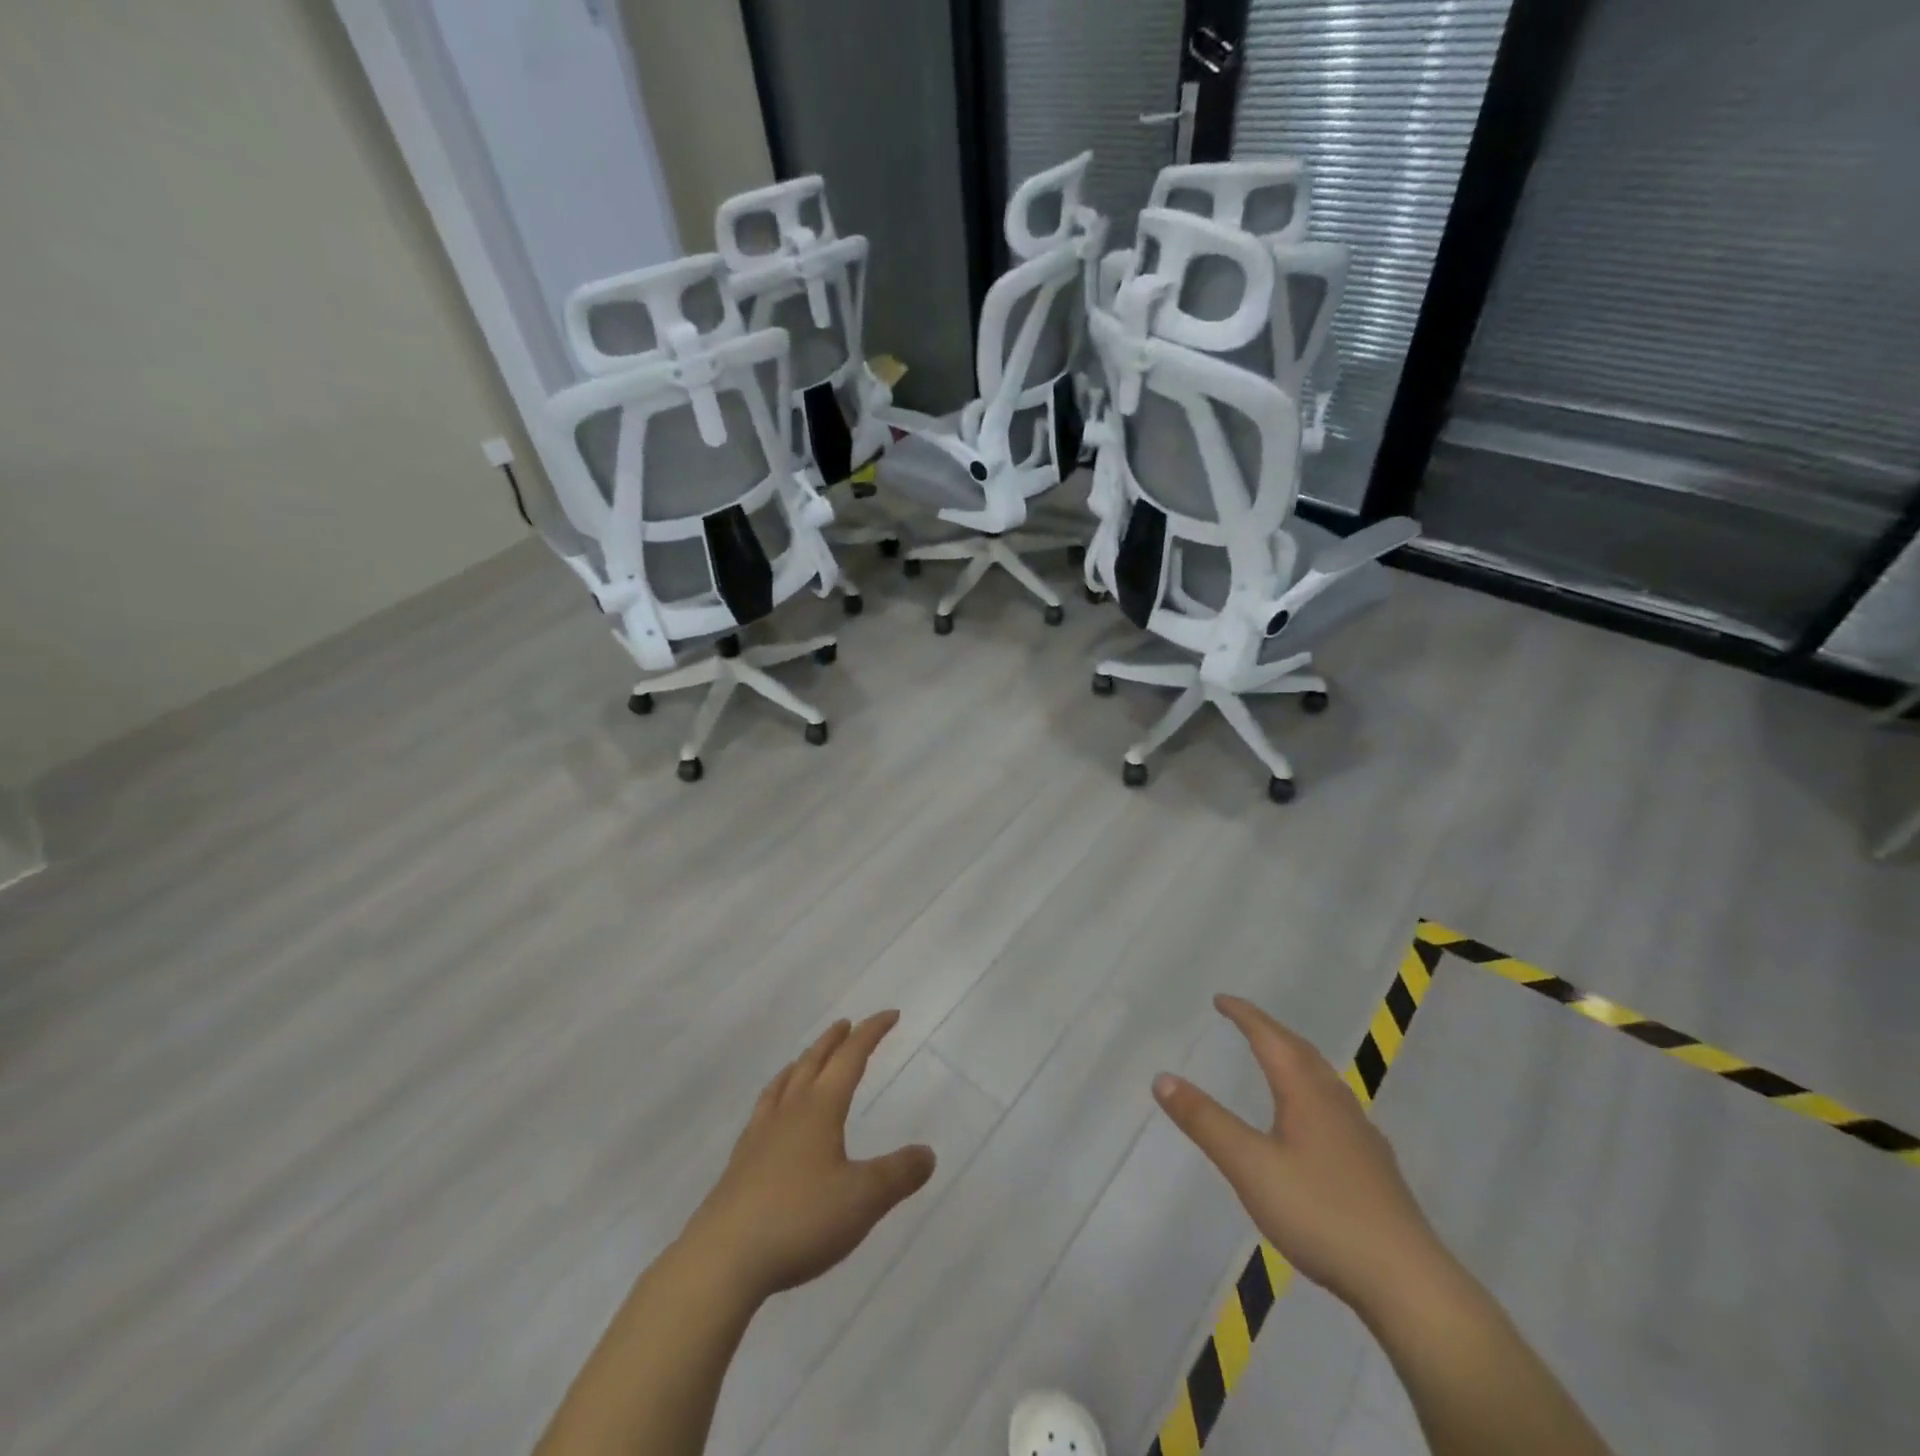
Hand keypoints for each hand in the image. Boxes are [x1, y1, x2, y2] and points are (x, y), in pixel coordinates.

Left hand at [679, 1011, 935, 1304]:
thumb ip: (898, 1174)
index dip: (872, 1032)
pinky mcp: (740, 1164)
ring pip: (783, 1084)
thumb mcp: (863, 1199)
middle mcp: (789, 1111)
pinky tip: (772, 1115)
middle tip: (846, 1024)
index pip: (851, 1057)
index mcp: (821, 1108)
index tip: (891, 1014)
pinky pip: (763, 1111)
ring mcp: (760, 1136)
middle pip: (813, 1062)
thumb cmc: (800, 1220)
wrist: (723, 1259)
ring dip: (802, 1063)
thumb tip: (927, 1153)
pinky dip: (776, 1096)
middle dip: (833, 1040)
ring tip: (806, 1059)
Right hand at [1153, 995, 1446, 1315]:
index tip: (1221, 999)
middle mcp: (1336, 1103)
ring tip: (1275, 1058)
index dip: (1244, 1015)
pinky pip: (1334, 1106)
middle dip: (1269, 1030)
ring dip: (1294, 1058)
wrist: (1407, 1282)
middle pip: (1300, 1051)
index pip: (1270, 1038)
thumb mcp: (1250, 1167)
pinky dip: (1311, 1090)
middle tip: (1243, 1020)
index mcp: (1306, 1093)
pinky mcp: (1374, 1167)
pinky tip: (1313, 1120)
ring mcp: (1361, 1135)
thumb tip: (1162, 1077)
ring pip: (1322, 1079)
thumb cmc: (1321, 1214)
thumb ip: (1205, 1122)